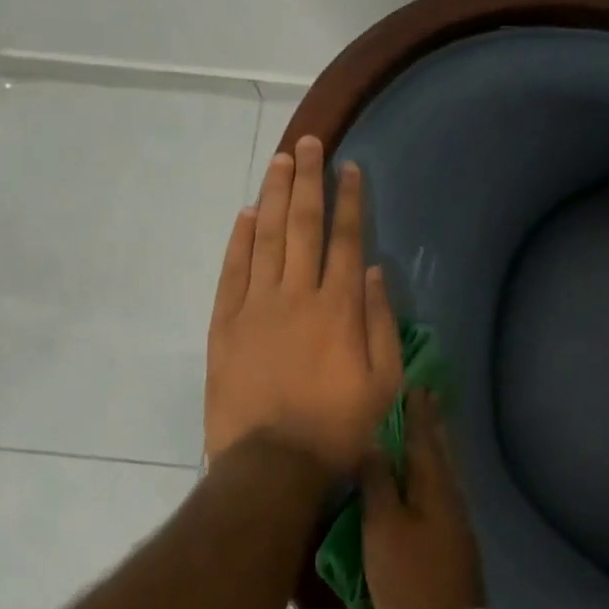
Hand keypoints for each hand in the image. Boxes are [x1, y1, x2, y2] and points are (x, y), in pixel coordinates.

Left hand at [206, 135, 402, 478]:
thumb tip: (377, 272)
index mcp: (339, 307)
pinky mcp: (225, 324)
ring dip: (274, 196)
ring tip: (280, 161)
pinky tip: (245, 214)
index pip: (347, 240)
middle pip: (303, 225)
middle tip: (309, 143)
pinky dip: (238, 240)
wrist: (271, 465)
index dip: (349, 201)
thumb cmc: (338, 427)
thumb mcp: (383, 382)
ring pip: (265, 238)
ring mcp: (256, 306)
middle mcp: (298, 294)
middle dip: (308, 181)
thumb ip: (381, 322)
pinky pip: (232, 271)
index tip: (349, 168)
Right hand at [362, 390, 485, 608]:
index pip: (424, 439)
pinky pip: (442, 491)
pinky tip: (425, 480)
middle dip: (433, 424)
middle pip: (441, 452)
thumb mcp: (383, 529)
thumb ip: (379, 484)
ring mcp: (456, 522)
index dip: (418, 413)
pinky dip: (433, 473)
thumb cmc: (410, 579)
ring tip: (427, 429)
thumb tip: (376, 444)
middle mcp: (450, 497)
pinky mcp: (453, 543)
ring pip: (444, 472)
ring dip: (435, 446)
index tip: (417, 385)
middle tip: (428, 396)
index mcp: (434, 487)